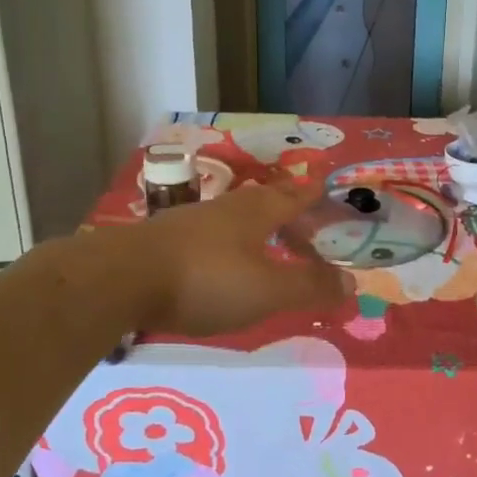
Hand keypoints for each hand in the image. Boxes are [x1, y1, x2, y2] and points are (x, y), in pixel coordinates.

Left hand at [125, 180, 354, 336]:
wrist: (123, 279)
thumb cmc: (206, 280)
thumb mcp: (267, 290)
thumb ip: (310, 287)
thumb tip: (353, 282)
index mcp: (256, 212)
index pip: (295, 198)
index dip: (314, 196)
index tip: (328, 187)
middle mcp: (227, 209)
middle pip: (266, 202)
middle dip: (288, 209)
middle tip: (306, 222)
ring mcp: (193, 222)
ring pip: (237, 218)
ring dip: (258, 227)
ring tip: (269, 244)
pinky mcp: (166, 241)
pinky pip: (212, 236)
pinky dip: (231, 245)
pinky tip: (224, 263)